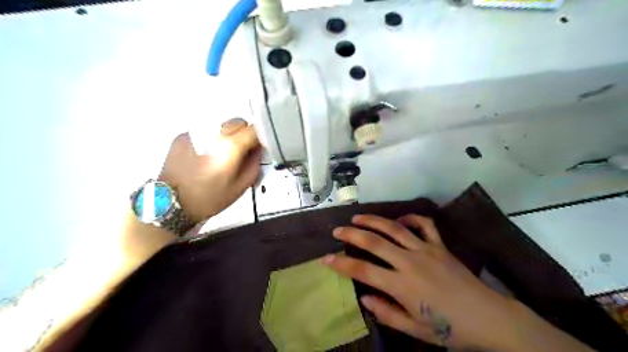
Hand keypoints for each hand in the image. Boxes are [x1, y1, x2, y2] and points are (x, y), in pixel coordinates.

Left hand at [160, 119, 262, 222]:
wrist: (170, 202)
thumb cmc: (209, 198)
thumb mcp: (240, 187)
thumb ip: (254, 165)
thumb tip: (257, 150)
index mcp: (229, 147)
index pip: (253, 130)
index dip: (260, 138)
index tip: (260, 148)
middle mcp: (213, 134)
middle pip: (238, 122)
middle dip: (244, 134)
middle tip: (243, 152)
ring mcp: (196, 132)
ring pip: (221, 124)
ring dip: (228, 135)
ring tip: (222, 155)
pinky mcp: (183, 136)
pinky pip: (205, 131)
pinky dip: (211, 139)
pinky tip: (206, 155)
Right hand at [321, 215, 522, 348]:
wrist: (489, 318)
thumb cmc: (450, 329)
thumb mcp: (415, 329)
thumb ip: (386, 312)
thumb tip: (364, 297)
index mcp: (402, 286)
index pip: (363, 271)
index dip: (341, 264)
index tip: (325, 259)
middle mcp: (410, 262)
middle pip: (374, 242)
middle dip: (351, 235)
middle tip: (337, 230)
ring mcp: (426, 250)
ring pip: (394, 228)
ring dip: (373, 221)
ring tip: (357, 217)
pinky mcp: (440, 245)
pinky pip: (424, 225)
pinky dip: (410, 218)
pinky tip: (399, 219)